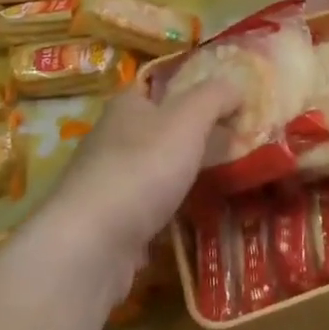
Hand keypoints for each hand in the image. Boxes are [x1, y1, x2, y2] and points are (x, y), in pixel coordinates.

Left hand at [39, 76, 243, 280]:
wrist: (92, 244)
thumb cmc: (142, 168)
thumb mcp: (187, 120)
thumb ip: (214, 97)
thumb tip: (236, 86)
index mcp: (126, 106)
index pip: (156, 85)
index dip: (188, 88)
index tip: (223, 101)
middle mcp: (111, 138)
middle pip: (156, 128)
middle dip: (189, 134)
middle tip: (233, 142)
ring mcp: (108, 182)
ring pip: (152, 169)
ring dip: (180, 174)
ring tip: (222, 181)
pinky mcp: (110, 221)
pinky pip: (148, 207)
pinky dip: (170, 210)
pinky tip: (194, 217)